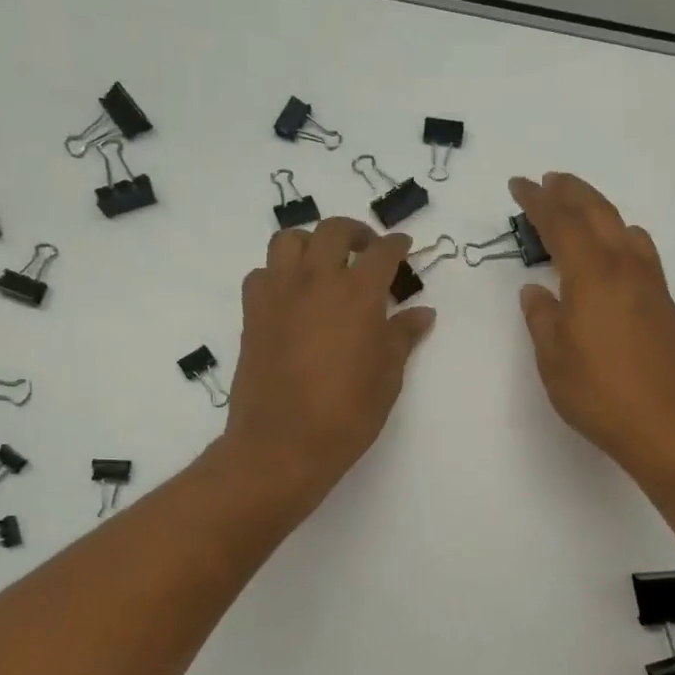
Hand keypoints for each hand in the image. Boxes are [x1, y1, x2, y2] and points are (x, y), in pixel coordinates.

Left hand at [224, 216, 435, 513]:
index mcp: (358, 295)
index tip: (404, 247)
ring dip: (311, 242)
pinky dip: (279, 272)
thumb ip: (402, 337)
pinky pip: (263, 273)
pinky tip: (291, 294)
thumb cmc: (346, 415)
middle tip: (366, 249)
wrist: (282, 444)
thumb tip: (422, 313)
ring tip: (323, 262)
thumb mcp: (387, 377)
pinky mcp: (252, 312)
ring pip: (289, 240)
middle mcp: (316, 281)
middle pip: (333, 231)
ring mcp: (279, 293)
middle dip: (355, 233)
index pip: (382, 252)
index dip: (397, 245)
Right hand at [512, 173, 674, 477]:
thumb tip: (536, 290)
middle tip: (548, 181)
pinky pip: (640, 250)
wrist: (666, 423)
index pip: (560, 223)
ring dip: (598, 210)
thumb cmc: (599, 392)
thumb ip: (542, 317)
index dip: (537, 201)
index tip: (518, 184)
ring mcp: (649, 283)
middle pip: (598, 212)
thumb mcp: (553, 357)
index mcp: (591, 274)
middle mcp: (624, 267)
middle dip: (570, 192)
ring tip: (579, 210)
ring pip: (624, 227)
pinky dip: (619, 234)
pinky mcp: (663, 303)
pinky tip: (613, 251)